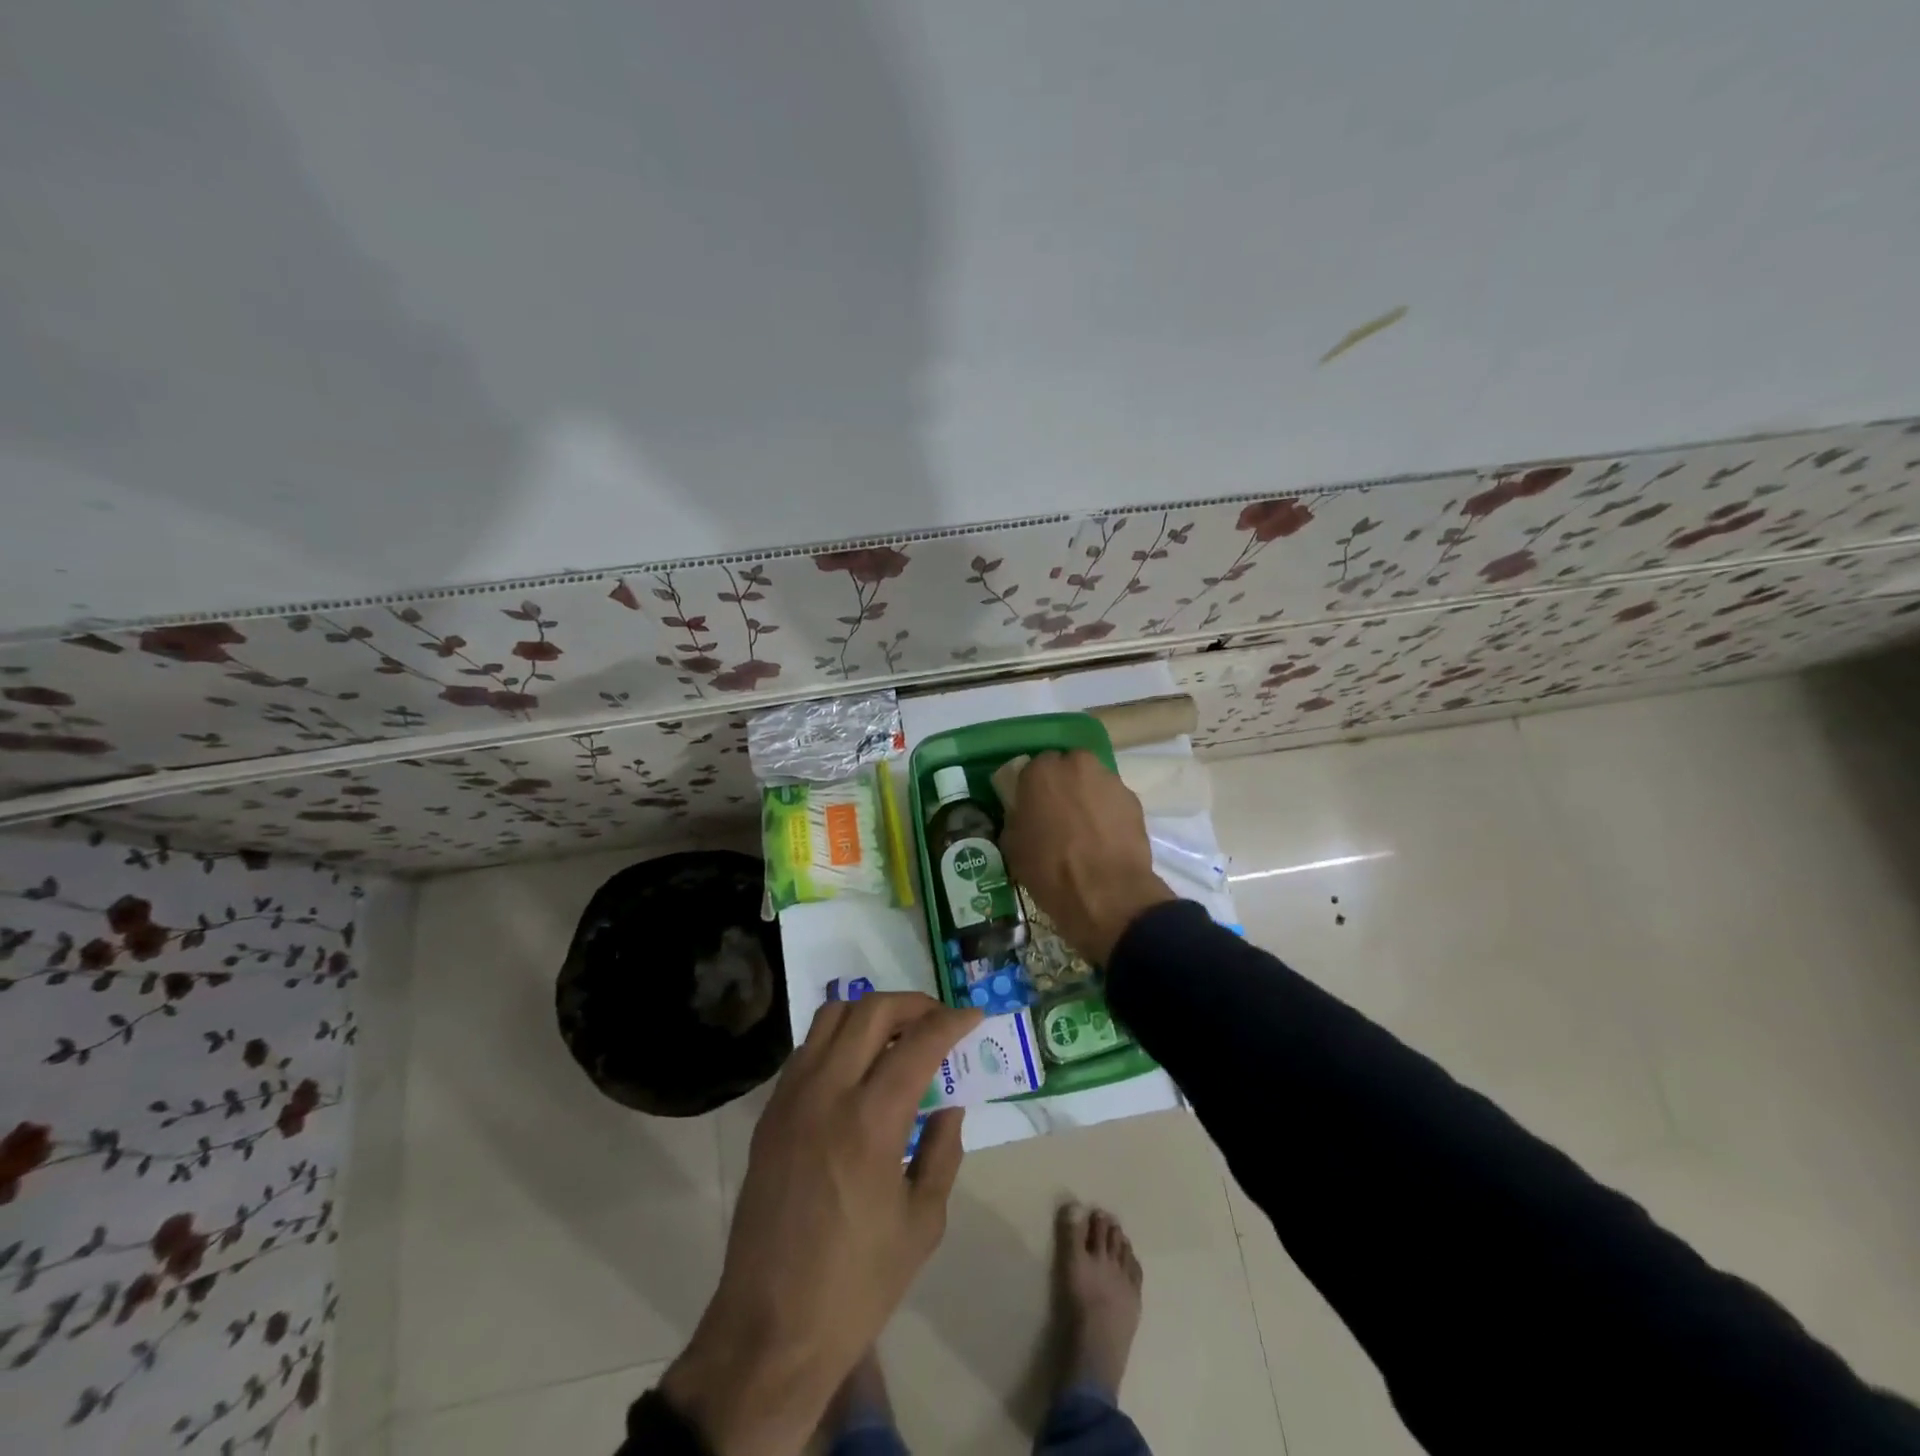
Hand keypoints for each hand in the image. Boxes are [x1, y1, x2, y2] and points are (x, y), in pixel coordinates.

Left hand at [660, 992, 982, 1455]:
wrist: (769, 1329)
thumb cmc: (857, 1285)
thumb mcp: (923, 1222)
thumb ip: (942, 1150)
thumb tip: (949, 1103)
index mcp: (871, 1121)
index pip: (918, 1042)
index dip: (951, 1021)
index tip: (973, 1017)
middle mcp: (827, 1093)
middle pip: (871, 1011)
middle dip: (913, 1004)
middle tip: (938, 1020)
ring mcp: (791, 1098)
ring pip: (831, 1016)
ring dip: (871, 1012)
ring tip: (898, 1035)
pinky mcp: (770, 1113)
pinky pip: (807, 1048)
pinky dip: (839, 1037)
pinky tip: (858, 1066)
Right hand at [1001, 750, 1175, 963]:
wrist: (1106, 894)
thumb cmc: (1050, 868)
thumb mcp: (1013, 845)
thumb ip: (1017, 817)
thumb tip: (1024, 815)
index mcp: (1041, 771)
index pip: (1033, 768)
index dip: (1033, 788)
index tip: (1033, 808)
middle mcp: (1077, 764)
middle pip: (1067, 768)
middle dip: (1063, 786)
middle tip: (1059, 816)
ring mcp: (1110, 780)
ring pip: (1093, 783)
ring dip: (1087, 798)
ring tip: (1085, 831)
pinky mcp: (1134, 800)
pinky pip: (1113, 802)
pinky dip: (1108, 814)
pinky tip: (1105, 840)